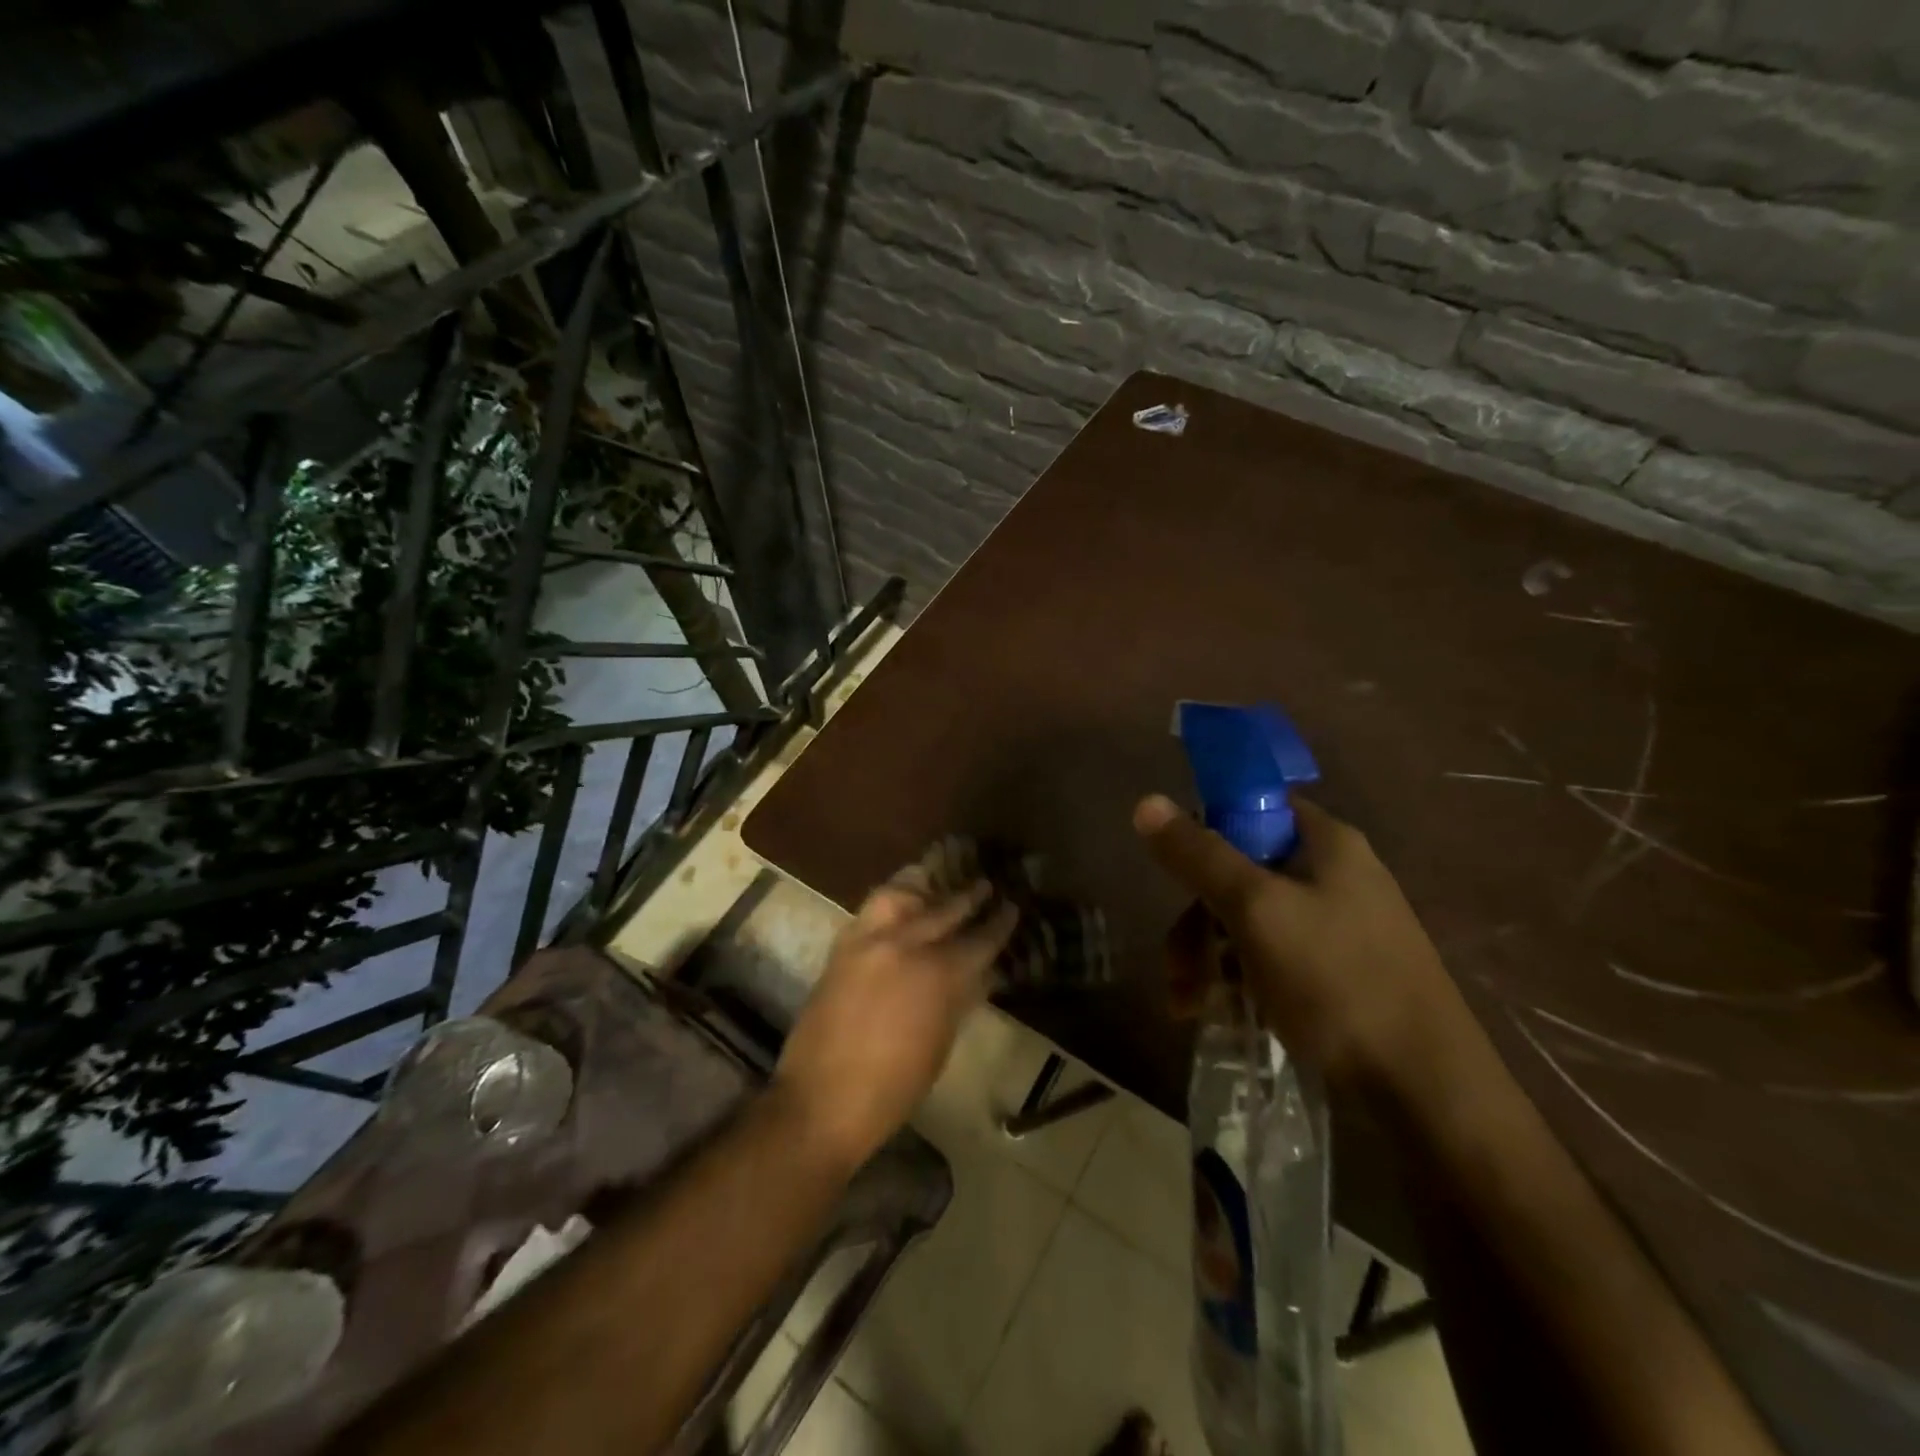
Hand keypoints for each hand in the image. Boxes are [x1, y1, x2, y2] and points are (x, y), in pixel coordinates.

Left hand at [775, 870, 1017, 1170]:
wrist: (822, 1099)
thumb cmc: (894, 1087)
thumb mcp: (941, 1043)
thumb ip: (960, 998)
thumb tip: (981, 972)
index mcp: (939, 976)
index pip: (979, 940)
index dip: (999, 924)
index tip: (1011, 908)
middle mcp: (906, 946)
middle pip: (945, 910)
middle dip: (969, 896)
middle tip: (985, 886)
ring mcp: (870, 941)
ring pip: (901, 895)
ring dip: (924, 889)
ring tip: (936, 886)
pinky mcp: (842, 946)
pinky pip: (871, 910)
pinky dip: (891, 903)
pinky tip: (901, 906)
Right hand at [1133, 793, 1462, 1089]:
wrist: (1427, 1090)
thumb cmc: (1338, 981)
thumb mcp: (1257, 910)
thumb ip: (1199, 856)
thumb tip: (1146, 801)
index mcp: (1327, 843)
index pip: (1254, 807)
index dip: (1208, 831)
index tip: (1177, 875)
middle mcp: (1334, 875)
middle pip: (1241, 873)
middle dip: (1198, 921)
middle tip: (1178, 968)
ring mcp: (1338, 926)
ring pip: (1249, 922)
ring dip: (1209, 959)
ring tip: (1189, 1006)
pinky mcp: (1336, 973)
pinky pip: (1271, 958)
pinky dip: (1239, 981)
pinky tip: (1224, 1016)